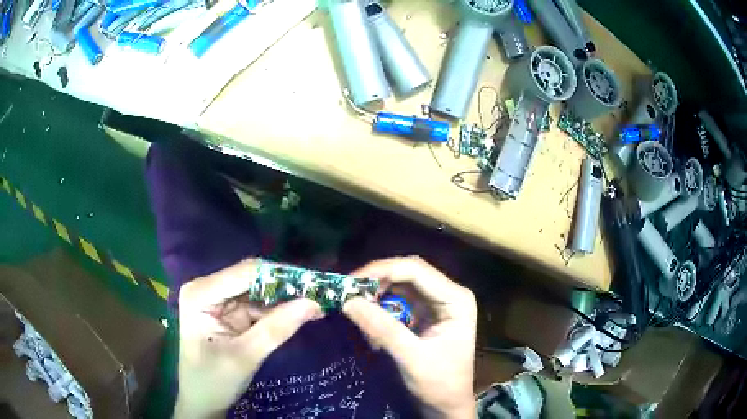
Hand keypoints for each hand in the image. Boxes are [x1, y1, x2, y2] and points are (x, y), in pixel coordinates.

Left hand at [174, 259, 322, 418]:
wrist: (202, 400)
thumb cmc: (213, 381)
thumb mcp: (245, 357)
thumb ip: (276, 329)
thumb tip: (313, 303)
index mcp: (201, 293)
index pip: (246, 273)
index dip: (282, 276)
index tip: (315, 284)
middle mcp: (208, 288)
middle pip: (253, 278)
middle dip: (286, 287)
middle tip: (321, 294)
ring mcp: (219, 299)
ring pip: (260, 291)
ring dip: (287, 299)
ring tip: (317, 305)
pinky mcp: (230, 312)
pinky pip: (259, 305)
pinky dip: (280, 310)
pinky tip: (301, 314)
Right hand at [343, 257, 476, 418]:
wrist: (447, 404)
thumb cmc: (439, 384)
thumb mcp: (411, 358)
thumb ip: (382, 329)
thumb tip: (349, 302)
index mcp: (455, 299)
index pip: (416, 271)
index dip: (383, 270)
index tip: (352, 281)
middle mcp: (448, 294)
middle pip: (408, 274)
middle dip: (377, 280)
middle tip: (348, 291)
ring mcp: (436, 304)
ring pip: (401, 285)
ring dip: (377, 293)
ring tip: (354, 303)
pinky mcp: (425, 315)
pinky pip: (398, 301)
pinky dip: (381, 307)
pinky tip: (368, 317)